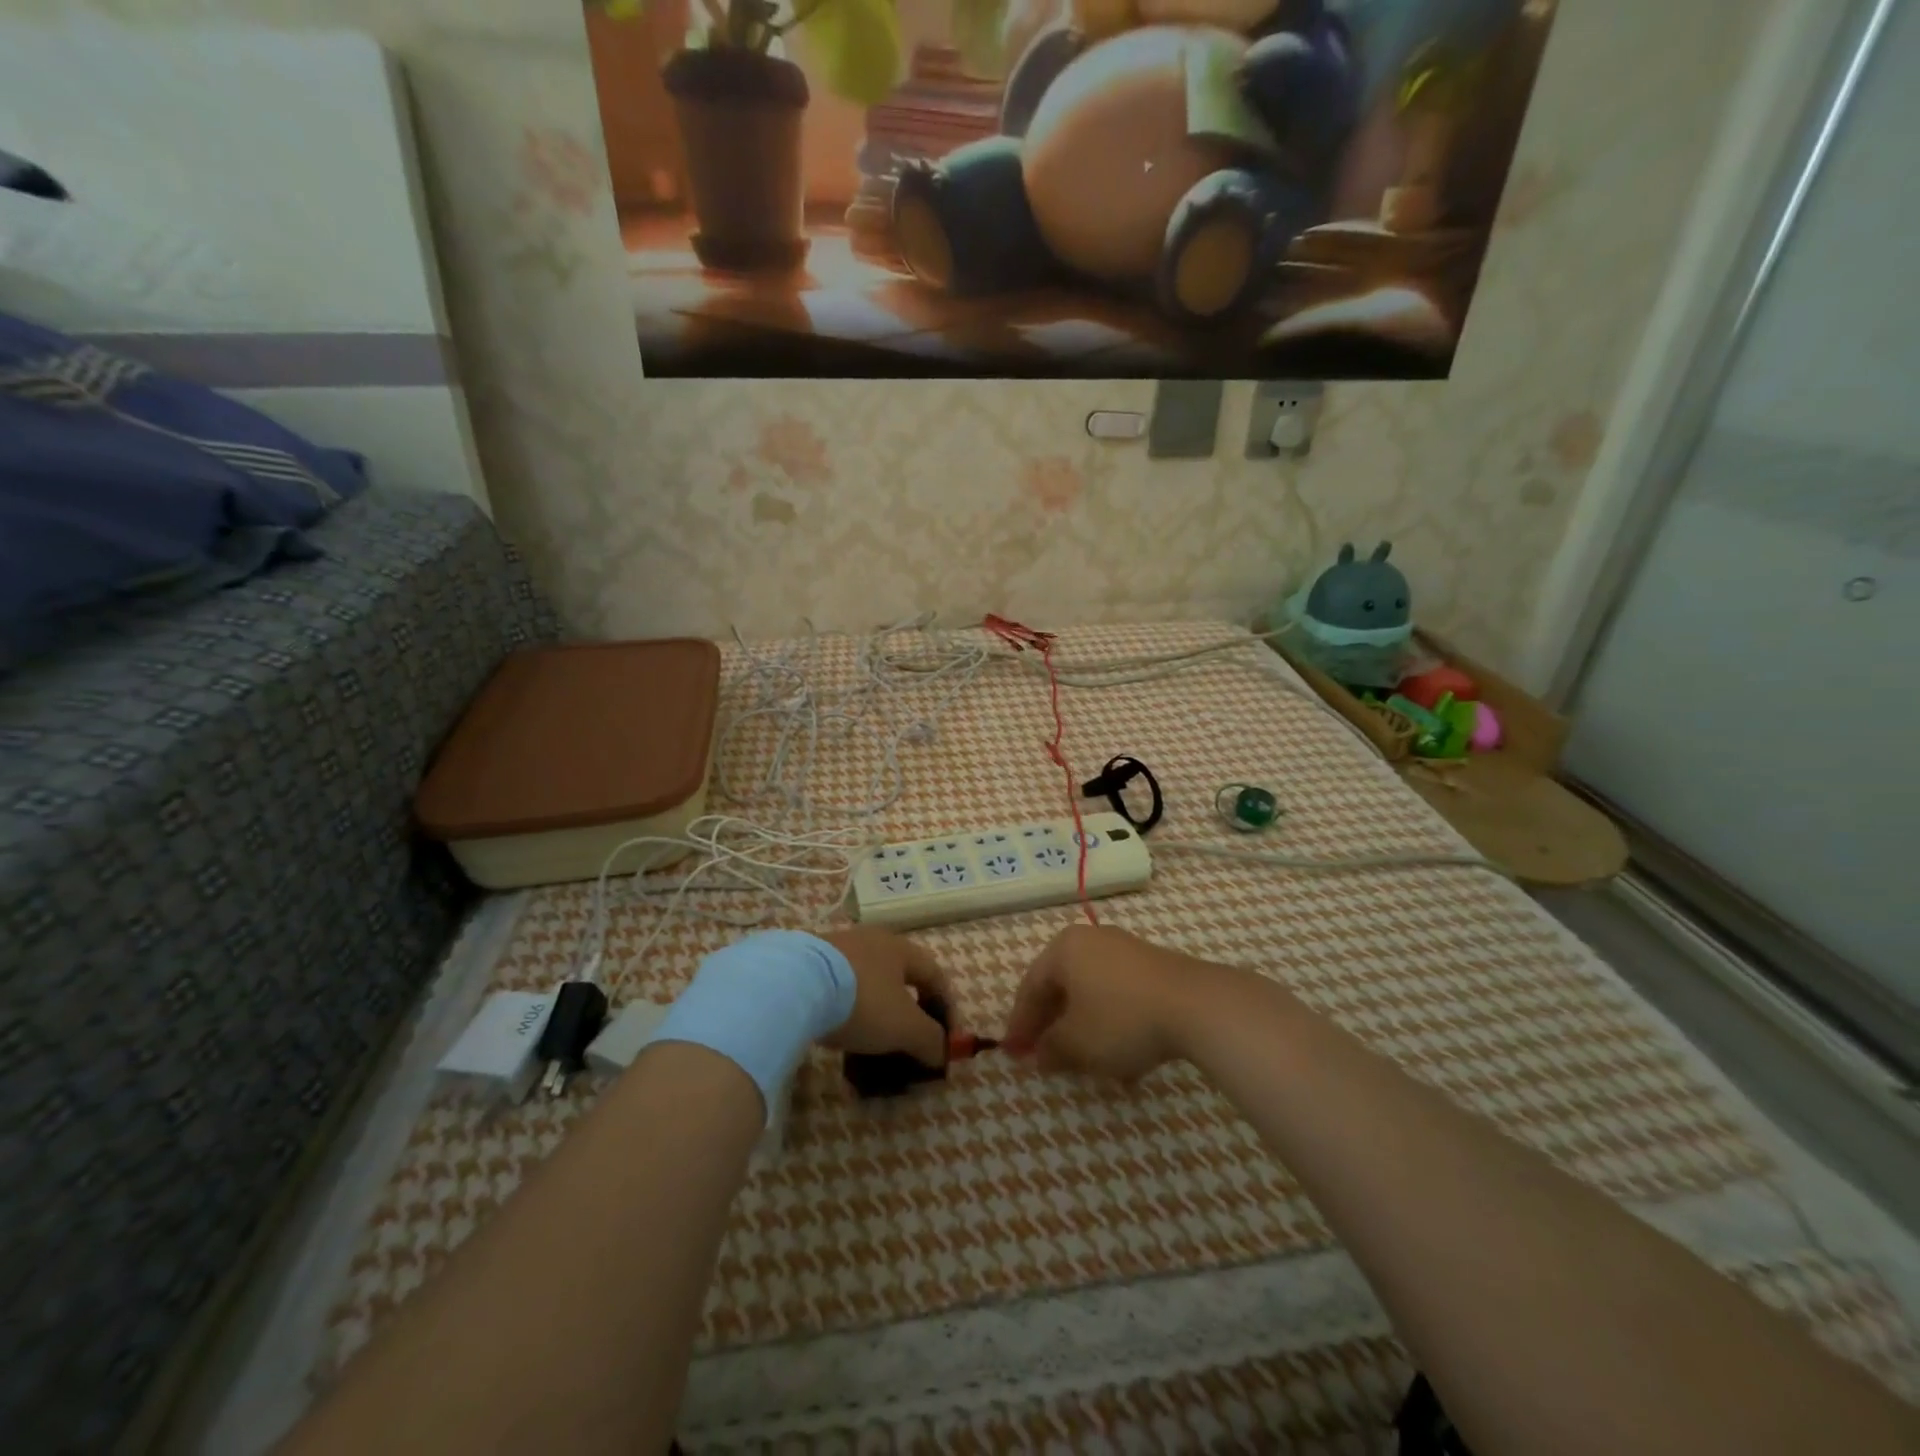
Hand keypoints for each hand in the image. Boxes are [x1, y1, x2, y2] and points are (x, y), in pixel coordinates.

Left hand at [817, 927, 951, 1066]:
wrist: (794, 984)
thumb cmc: (862, 1001)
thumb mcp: (905, 1027)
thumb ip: (930, 1040)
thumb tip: (942, 1053)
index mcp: (901, 948)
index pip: (935, 975)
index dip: (947, 1008)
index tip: (948, 1041)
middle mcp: (872, 940)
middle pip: (901, 975)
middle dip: (910, 1008)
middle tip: (911, 1038)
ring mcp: (838, 947)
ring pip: (869, 980)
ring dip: (878, 1008)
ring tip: (874, 1038)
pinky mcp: (809, 961)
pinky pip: (840, 986)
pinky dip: (848, 1007)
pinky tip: (840, 1027)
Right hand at [1004, 924, 1226, 1080]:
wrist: (1198, 1006)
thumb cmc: (1122, 1019)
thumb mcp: (1077, 1043)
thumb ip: (1050, 1049)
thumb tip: (1038, 1055)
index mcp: (1064, 948)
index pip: (1030, 987)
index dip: (1019, 1024)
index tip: (1013, 1054)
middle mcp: (1092, 940)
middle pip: (1061, 986)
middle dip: (1052, 1025)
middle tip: (1043, 1056)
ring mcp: (1126, 950)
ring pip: (1092, 993)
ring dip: (1083, 1028)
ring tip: (1083, 1063)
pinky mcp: (1155, 968)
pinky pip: (1120, 996)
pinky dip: (1112, 1024)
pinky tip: (1122, 1058)